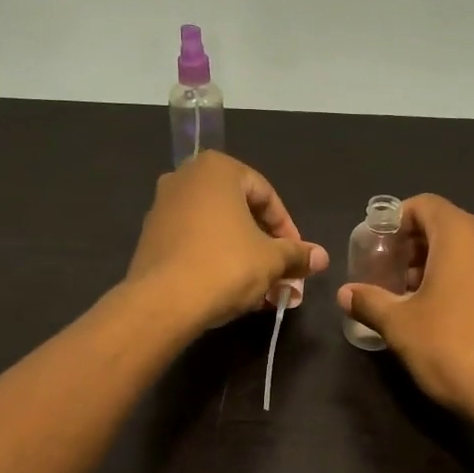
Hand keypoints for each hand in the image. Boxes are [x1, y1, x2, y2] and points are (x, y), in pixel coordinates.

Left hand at [126, 152, 328, 329]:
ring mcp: (163, 208)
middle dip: (266, 248)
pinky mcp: (151, 239)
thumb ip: (297, 254)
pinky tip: (234, 293)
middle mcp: (185, 179)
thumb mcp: (272, 260)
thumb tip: (321, 257)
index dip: (288, 229)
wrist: (164, 302)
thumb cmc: (226, 265)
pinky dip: (218, 263)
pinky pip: (195, 245)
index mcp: (217, 170)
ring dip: (245, 259)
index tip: (298, 258)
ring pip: (218, 232)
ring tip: (264, 292)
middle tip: (284, 277)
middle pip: (240, 214)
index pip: (266, 195)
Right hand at [337, 194, 473, 426]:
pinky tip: (438, 315)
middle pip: (444, 225)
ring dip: (432, 265)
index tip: (374, 248)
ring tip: (407, 298)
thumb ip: (370, 302)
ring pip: (464, 250)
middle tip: (385, 275)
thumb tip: (345, 293)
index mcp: (461, 235)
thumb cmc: (453, 347)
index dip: (395, 221)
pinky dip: (456, 280)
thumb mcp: (401, 325)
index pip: (424, 205)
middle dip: (411, 246)